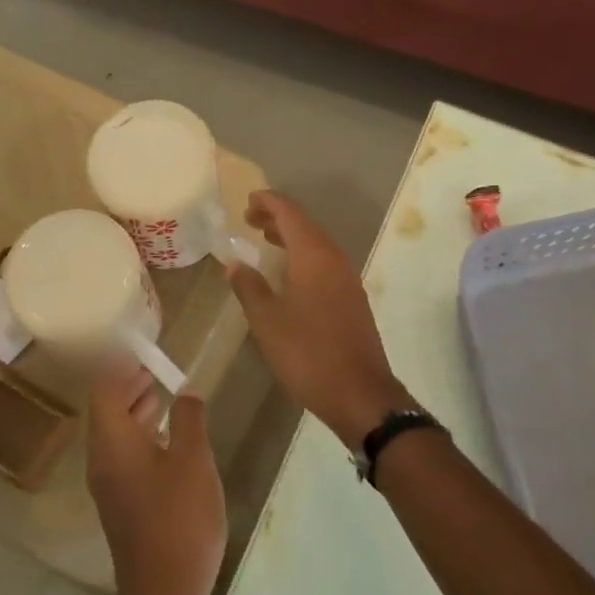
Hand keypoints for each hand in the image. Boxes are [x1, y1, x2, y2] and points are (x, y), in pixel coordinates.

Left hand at [86, 368, 225, 594]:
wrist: (165, 593)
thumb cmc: (180, 518)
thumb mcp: (193, 460)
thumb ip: (188, 419)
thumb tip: (185, 392)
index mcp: (112, 443)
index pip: (104, 391)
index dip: (121, 370)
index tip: (143, 356)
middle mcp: (102, 461)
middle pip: (106, 413)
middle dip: (128, 389)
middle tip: (153, 372)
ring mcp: (110, 488)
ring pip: (115, 438)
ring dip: (135, 414)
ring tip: (161, 399)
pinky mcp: (123, 508)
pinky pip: (124, 459)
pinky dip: (140, 440)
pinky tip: (167, 443)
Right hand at [227, 190, 411, 448]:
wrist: (360, 394)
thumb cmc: (307, 353)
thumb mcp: (267, 321)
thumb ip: (249, 287)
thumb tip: (235, 262)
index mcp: (314, 257)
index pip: (290, 214)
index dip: (269, 202)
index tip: (247, 200)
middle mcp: (334, 260)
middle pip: (306, 226)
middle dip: (278, 218)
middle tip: (250, 219)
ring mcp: (347, 281)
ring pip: (317, 246)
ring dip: (291, 238)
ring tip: (266, 239)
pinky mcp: (352, 301)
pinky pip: (325, 264)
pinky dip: (303, 257)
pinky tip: (289, 275)